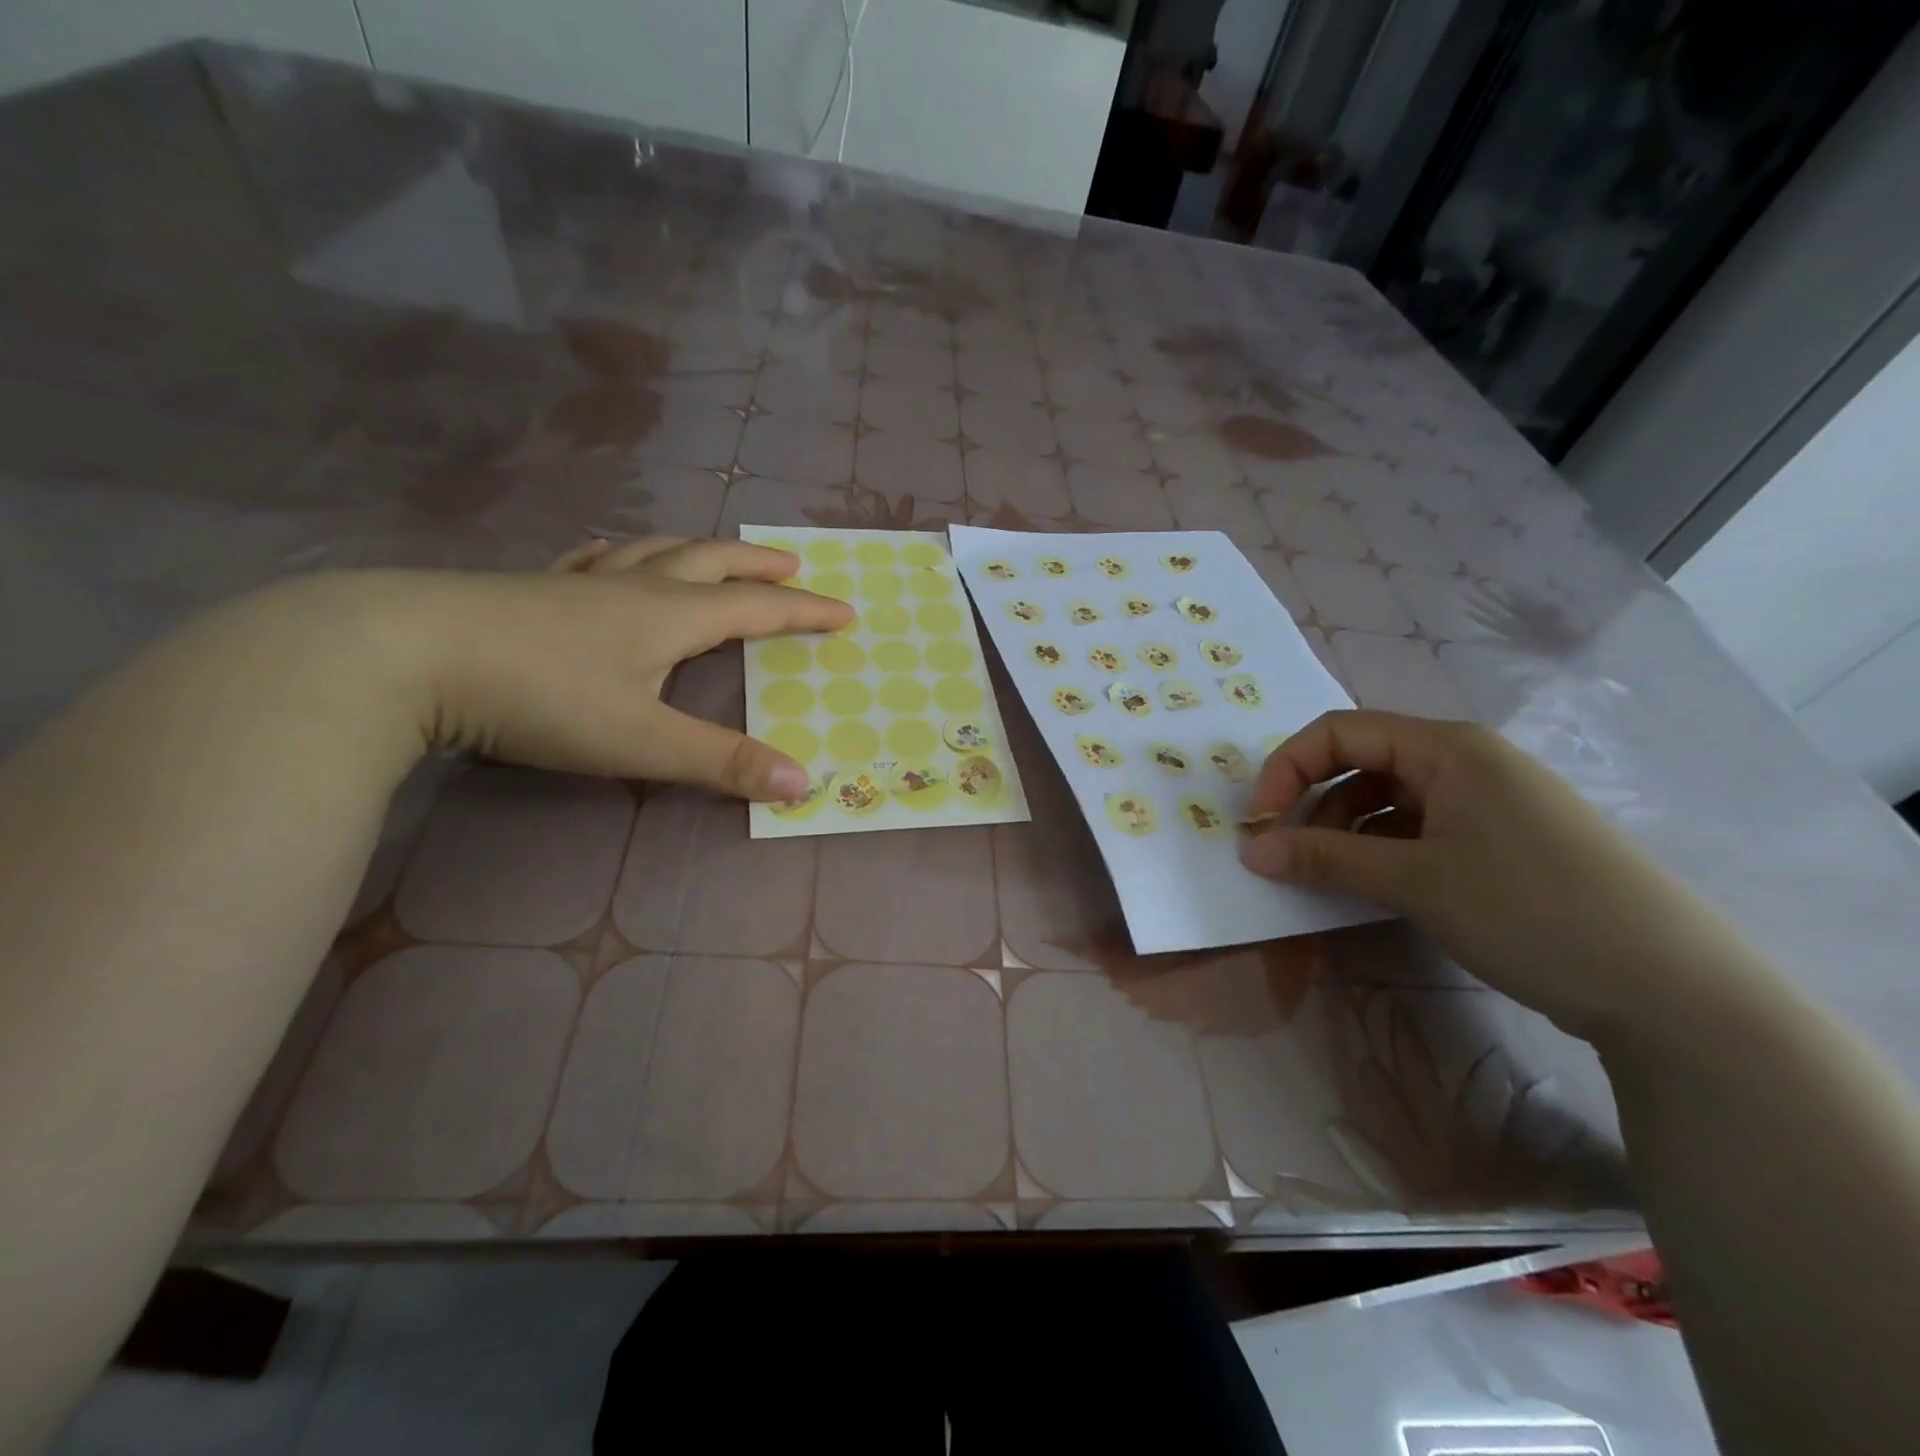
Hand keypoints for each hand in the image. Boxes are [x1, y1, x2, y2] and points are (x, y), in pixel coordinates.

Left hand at [306, 535, 851, 799]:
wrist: (403, 654)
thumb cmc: (539, 696)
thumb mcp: (642, 740)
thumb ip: (722, 763)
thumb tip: (802, 783)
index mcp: (670, 616)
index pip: (757, 608)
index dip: (805, 612)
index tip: (845, 611)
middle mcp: (633, 588)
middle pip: (710, 562)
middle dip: (757, 566)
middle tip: (791, 566)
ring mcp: (578, 583)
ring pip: (654, 551)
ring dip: (696, 550)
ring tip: (715, 554)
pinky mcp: (530, 589)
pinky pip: (594, 559)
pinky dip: (623, 554)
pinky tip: (611, 557)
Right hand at [1238, 710, 1754, 1041]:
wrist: (1672, 989)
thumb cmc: (1531, 908)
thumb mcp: (1415, 880)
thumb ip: (1324, 858)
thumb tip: (1249, 850)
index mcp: (1448, 748)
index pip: (1340, 733)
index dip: (1287, 769)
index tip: (1258, 822)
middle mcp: (1466, 763)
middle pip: (1362, 764)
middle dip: (1311, 803)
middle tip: (1283, 853)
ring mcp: (1487, 804)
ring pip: (1387, 802)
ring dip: (1343, 832)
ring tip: (1325, 878)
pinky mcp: (1500, 845)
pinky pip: (1418, 832)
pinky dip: (1380, 853)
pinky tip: (1371, 889)